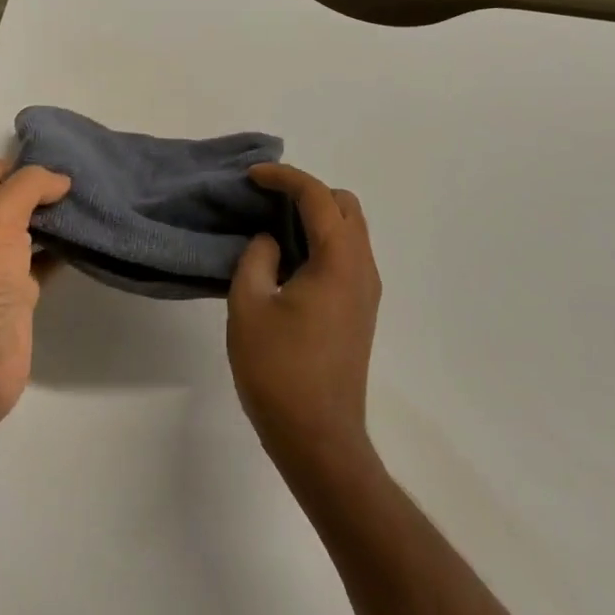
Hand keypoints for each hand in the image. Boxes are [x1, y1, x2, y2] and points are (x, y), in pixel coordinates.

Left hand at [0, 158, 70, 434]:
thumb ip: (28, 187)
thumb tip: (60, 180)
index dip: (24, 165)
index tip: (63, 167)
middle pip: (14, 199)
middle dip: (47, 190)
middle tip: (88, 184)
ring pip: (32, 230)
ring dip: (59, 219)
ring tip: (94, 206)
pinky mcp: (18, 293)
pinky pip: (44, 260)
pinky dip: (64, 250)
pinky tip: (88, 242)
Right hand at [227, 164, 383, 487]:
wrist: (318, 438)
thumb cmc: (279, 371)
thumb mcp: (249, 306)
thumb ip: (256, 259)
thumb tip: (270, 242)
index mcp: (339, 260)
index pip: (317, 197)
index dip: (283, 177)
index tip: (251, 176)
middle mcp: (362, 268)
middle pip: (344, 206)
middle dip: (306, 191)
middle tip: (265, 199)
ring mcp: (365, 291)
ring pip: (349, 231)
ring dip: (315, 216)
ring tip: (271, 223)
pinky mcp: (359, 311)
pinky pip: (345, 255)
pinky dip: (320, 241)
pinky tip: (286, 257)